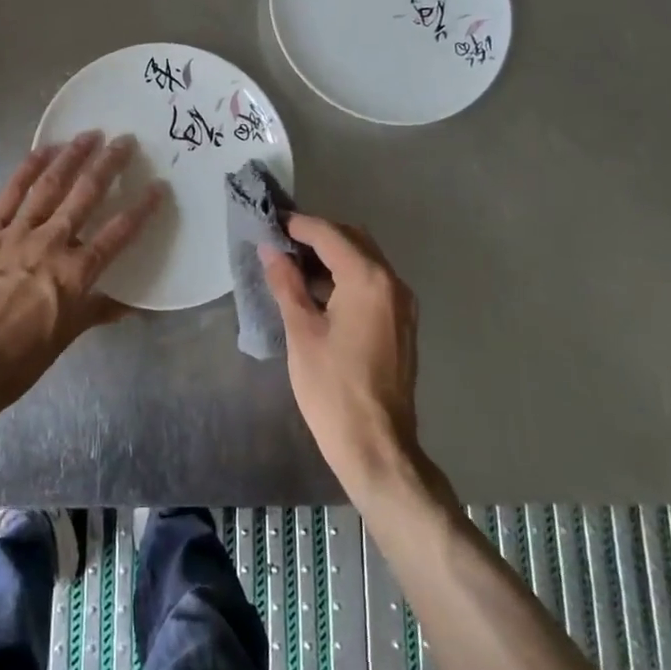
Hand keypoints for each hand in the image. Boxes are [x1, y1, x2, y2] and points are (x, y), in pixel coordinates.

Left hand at [0, 131, 165, 419]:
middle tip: (124, 141)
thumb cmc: (18, 361)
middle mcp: (51, 245)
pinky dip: (27, 169)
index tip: (158, 187)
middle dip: (109, 165)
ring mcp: (16, 235)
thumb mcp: (65, 338)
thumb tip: (129, 304)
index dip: (141, 208)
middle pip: (86, 195)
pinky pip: (10, 194)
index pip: (118, 233)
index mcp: (75, 275)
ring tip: (89, 135)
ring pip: (50, 186)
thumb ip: (96, 310)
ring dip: (72, 157)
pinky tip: (43, 150)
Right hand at [262, 214, 421, 492]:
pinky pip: (372, 282)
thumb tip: (270, 249)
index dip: (297, 225)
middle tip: (279, 244)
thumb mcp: (301, 331)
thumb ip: (286, 282)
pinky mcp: (401, 323)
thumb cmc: (333, 388)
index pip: (329, 234)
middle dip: (316, 236)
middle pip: (352, 239)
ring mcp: (402, 303)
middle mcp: (392, 282)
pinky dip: (346, 276)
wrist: (377, 447)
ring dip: (331, 256)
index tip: (269, 222)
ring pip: (364, 259)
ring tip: (292, 266)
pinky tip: (318, 293)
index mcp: (368, 279)